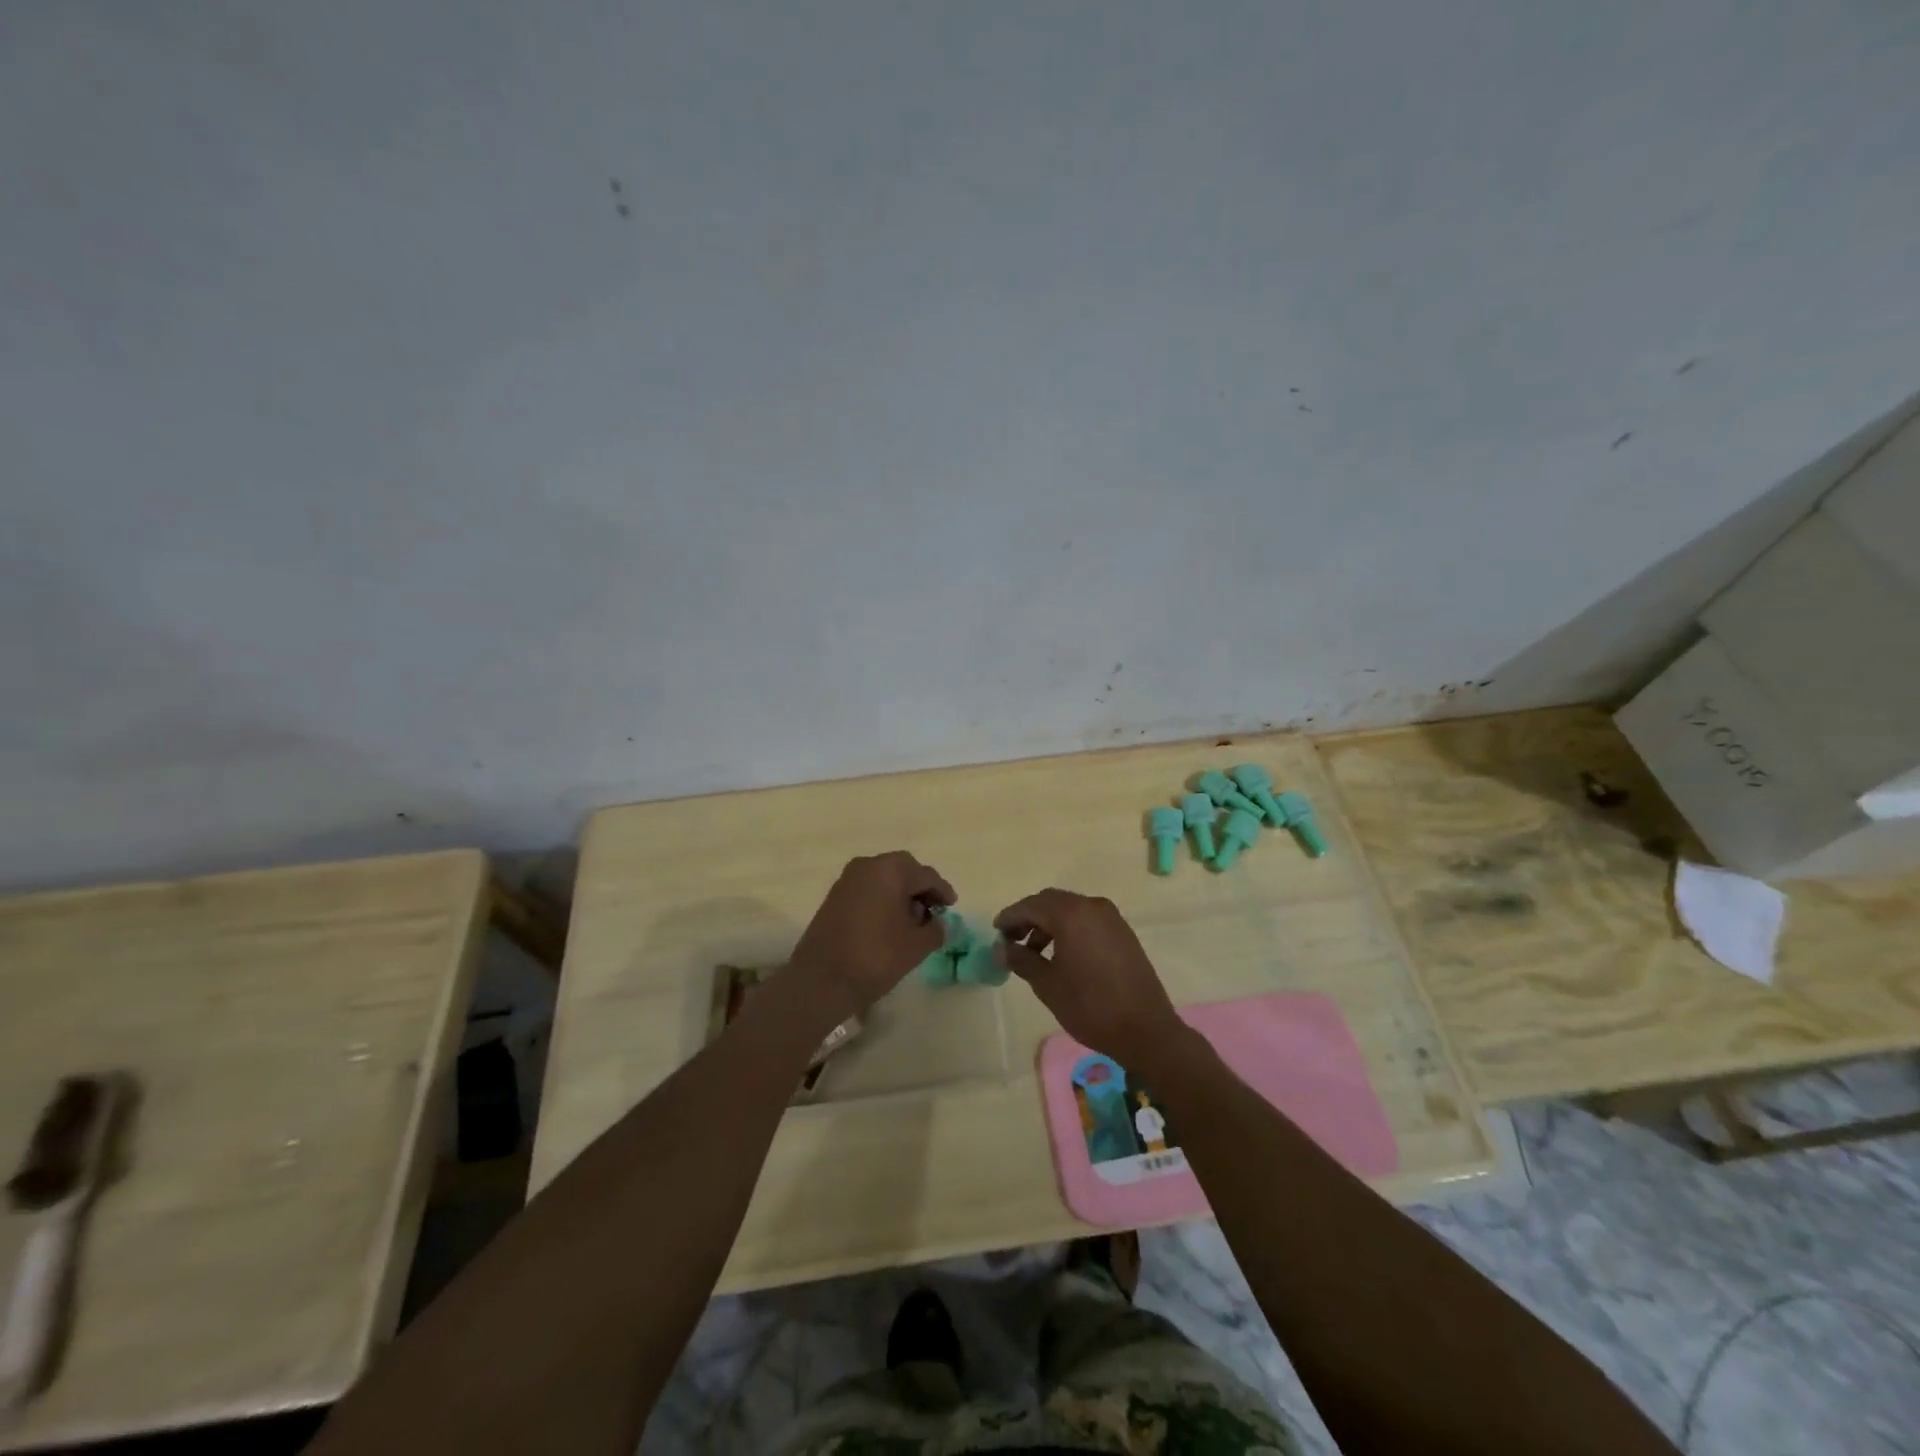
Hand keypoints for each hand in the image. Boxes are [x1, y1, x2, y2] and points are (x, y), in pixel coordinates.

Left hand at [787, 852, 954, 1021]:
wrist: (821, 979)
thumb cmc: (875, 957)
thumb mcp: (917, 946)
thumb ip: (936, 929)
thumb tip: (938, 923)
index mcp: (890, 870)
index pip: (926, 875)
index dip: (942, 891)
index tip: (951, 905)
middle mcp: (867, 865)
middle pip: (903, 870)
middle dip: (920, 889)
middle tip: (932, 911)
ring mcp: (847, 879)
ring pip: (884, 879)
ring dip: (900, 894)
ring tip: (911, 921)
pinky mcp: (834, 896)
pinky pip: (867, 889)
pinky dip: (882, 900)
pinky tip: (888, 923)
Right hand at [994, 889, 1186, 1069]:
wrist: (1146, 1030)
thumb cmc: (1090, 1006)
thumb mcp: (1047, 984)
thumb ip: (1021, 960)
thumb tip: (1002, 948)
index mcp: (1072, 913)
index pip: (1032, 905)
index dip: (1010, 917)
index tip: (995, 932)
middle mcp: (1093, 906)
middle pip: (1052, 902)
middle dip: (1029, 918)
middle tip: (1011, 940)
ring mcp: (1112, 919)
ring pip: (1071, 911)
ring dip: (1049, 925)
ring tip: (1034, 953)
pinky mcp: (1123, 933)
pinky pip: (1088, 921)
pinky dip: (1069, 930)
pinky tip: (1061, 956)